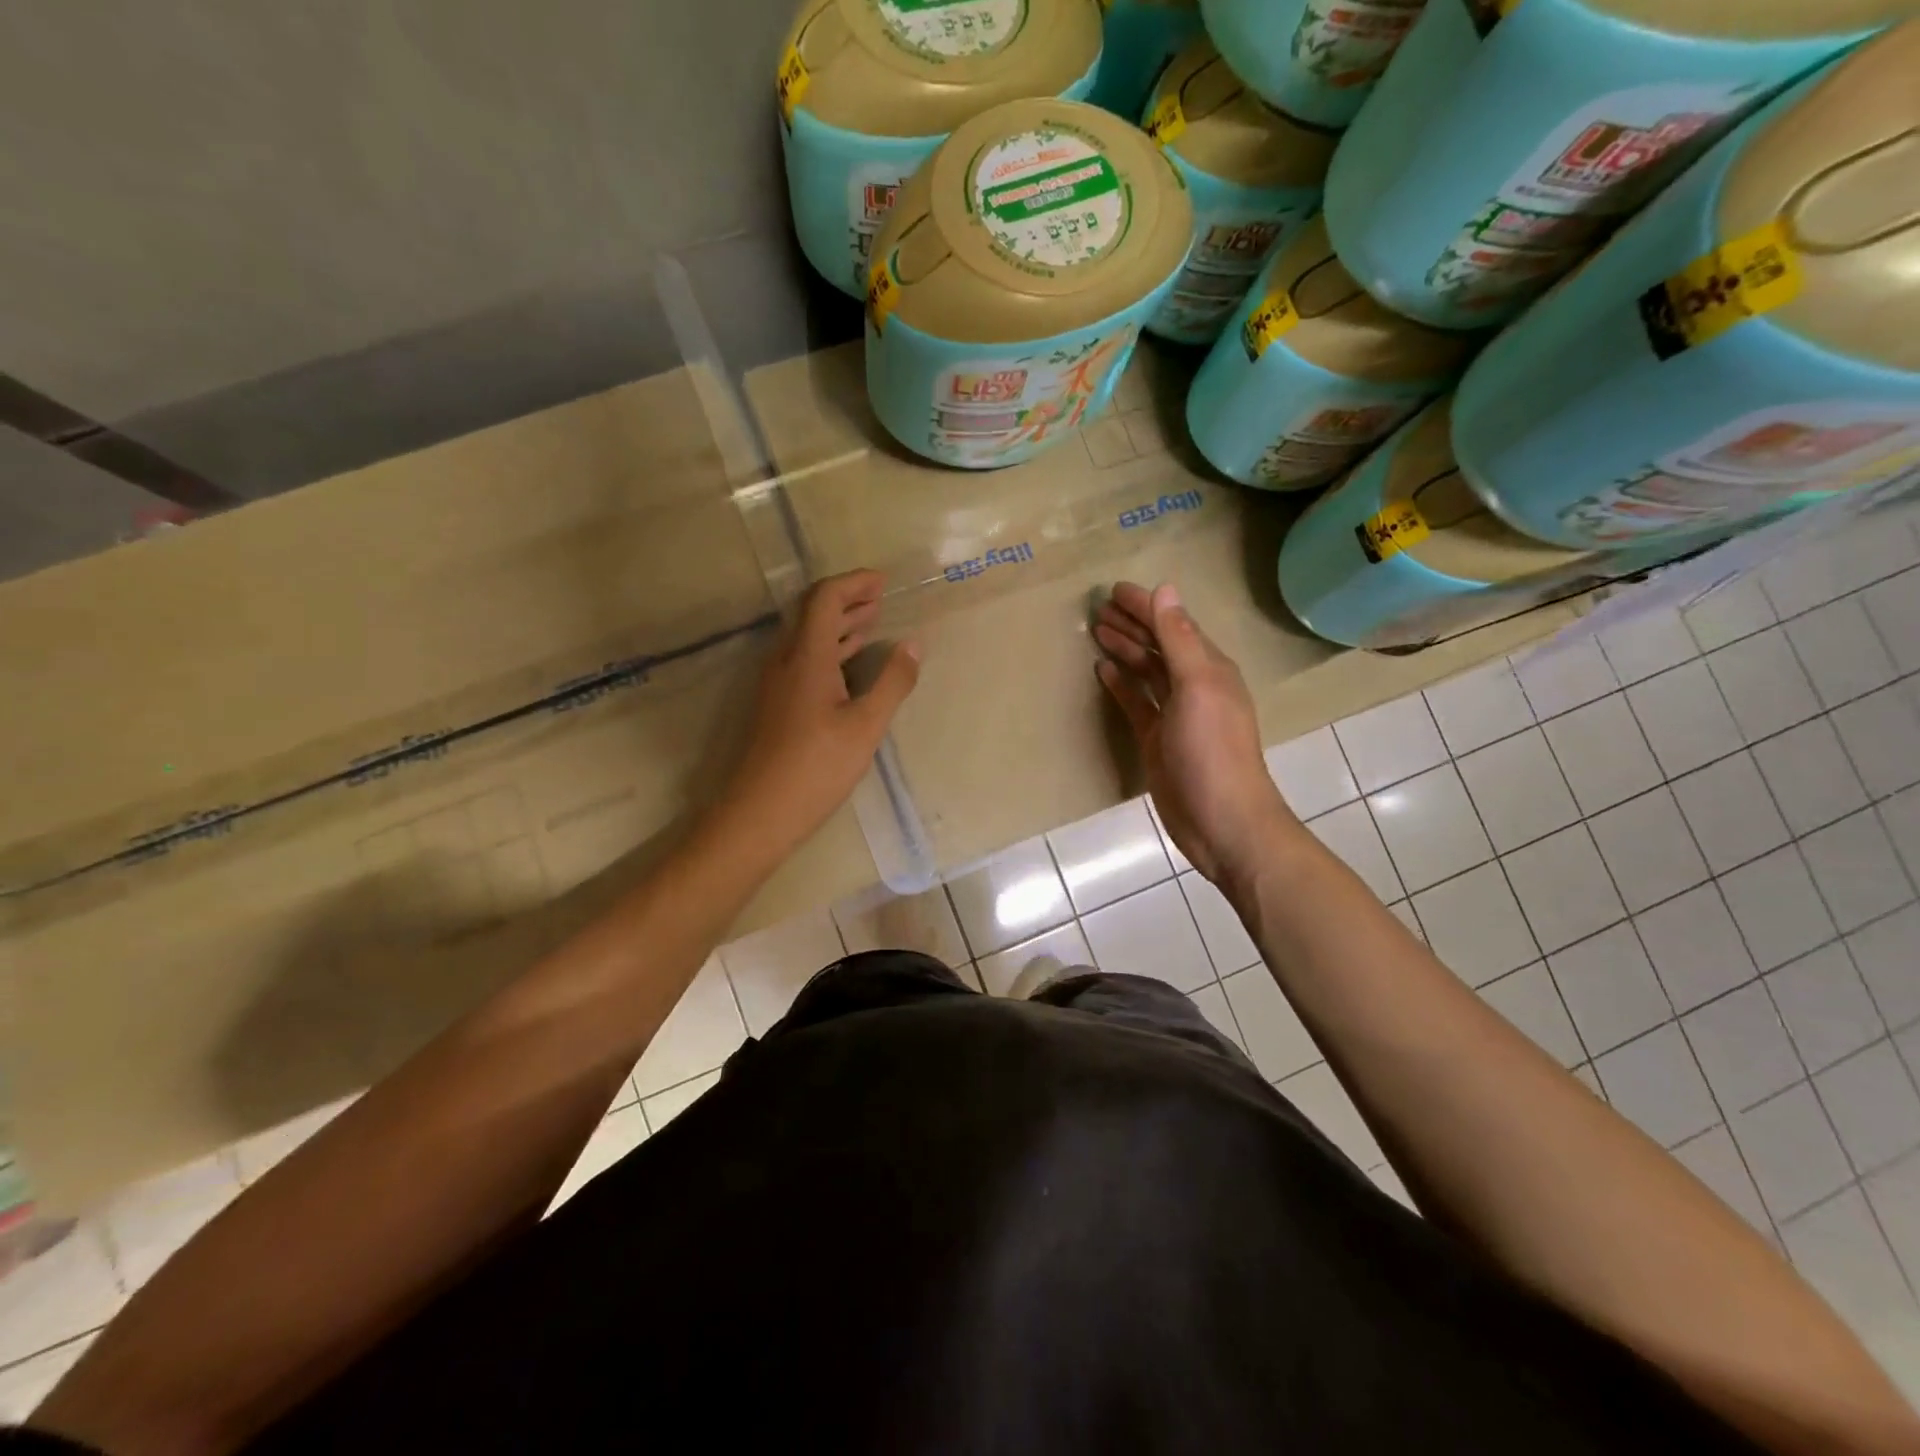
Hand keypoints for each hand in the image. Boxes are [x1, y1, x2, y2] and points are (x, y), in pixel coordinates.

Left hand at [714, 570, 919, 858]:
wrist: (761, 810)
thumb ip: (892, 682)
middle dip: (848, 599)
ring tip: (872, 621)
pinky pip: (805, 660)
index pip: (825, 599)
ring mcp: (778, 683)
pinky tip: (850, 663)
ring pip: (808, 638)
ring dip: (839, 625)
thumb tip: (914, 644)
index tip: (883, 581)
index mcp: (807, 657)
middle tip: (880, 596)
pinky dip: (831, 650)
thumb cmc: (817, 767)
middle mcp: (786, 661)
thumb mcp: (866, 726)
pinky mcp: (778, 703)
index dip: (854, 583)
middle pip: (813, 613)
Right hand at [1094, 581, 1294, 886]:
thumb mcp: (1198, 687)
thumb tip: (1166, 590)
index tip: (1114, 589)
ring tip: (1097, 631)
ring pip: (1147, 672)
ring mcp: (1175, 715)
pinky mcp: (1157, 740)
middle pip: (1159, 645)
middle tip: (1099, 608)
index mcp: (1210, 669)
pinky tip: (1103, 671)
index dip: (1146, 606)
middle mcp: (1194, 686)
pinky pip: (1137, 703)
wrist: (1221, 821)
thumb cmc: (1212, 751)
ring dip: (1126, 650)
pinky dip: (1121, 685)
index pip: (1174, 625)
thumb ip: (1179, 640)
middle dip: (1133, 624)